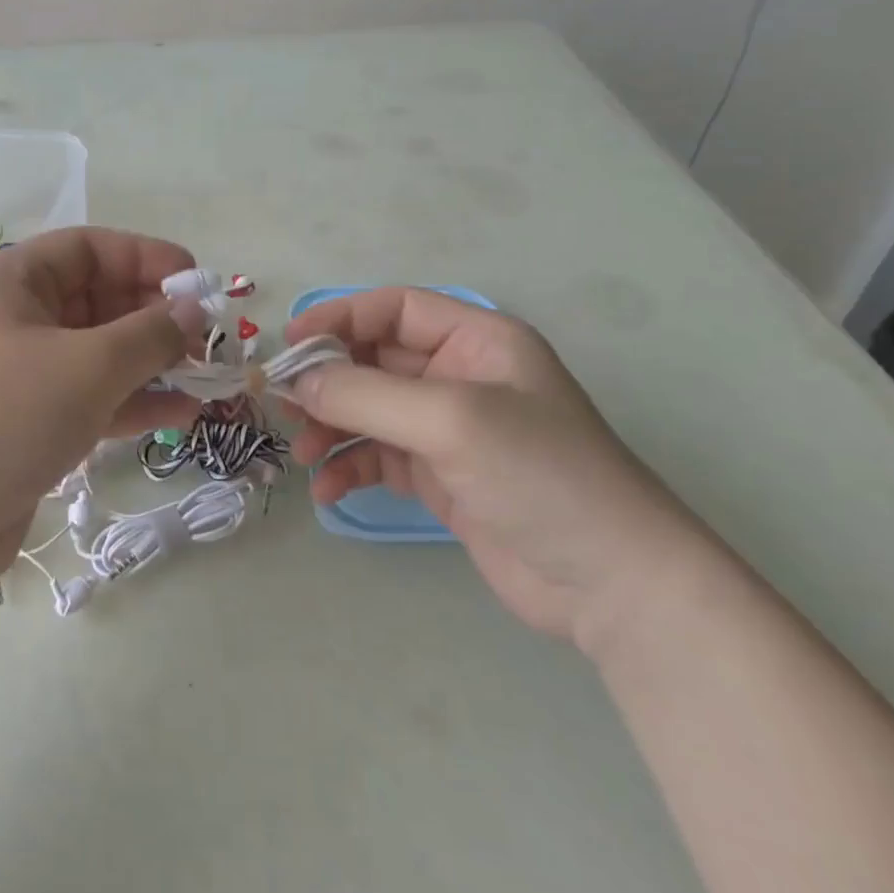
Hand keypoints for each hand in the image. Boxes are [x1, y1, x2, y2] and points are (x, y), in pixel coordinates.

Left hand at [0, 228, 204, 596]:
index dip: (147, 258)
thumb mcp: (87, 366)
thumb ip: (150, 334)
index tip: (199, 283)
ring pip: (98, 354)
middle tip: (207, 341)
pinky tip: (182, 414)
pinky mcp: (28, 425)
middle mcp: (13, 319)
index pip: (90, 249)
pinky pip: (90, 399)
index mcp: (11, 281)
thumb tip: (194, 309)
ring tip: (206, 378)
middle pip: (97, 301)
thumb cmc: (1, 417)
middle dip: (155, 317)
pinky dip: (132, 403)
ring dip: (151, 364)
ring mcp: (19, 375)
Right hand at [285, 288, 708, 646]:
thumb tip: (296, 380)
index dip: (338, 318)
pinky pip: (379, 457)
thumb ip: (365, 394)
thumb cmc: (539, 474)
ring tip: (302, 454)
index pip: (393, 308)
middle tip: (281, 404)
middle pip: (374, 360)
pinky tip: (329, 492)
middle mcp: (459, 376)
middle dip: (327, 381)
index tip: (288, 345)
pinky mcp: (440, 477)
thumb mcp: (450, 420)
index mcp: (476, 340)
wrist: (612, 583)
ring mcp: (448, 429)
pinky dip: (349, 468)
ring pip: (369, 410)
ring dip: (330, 427)